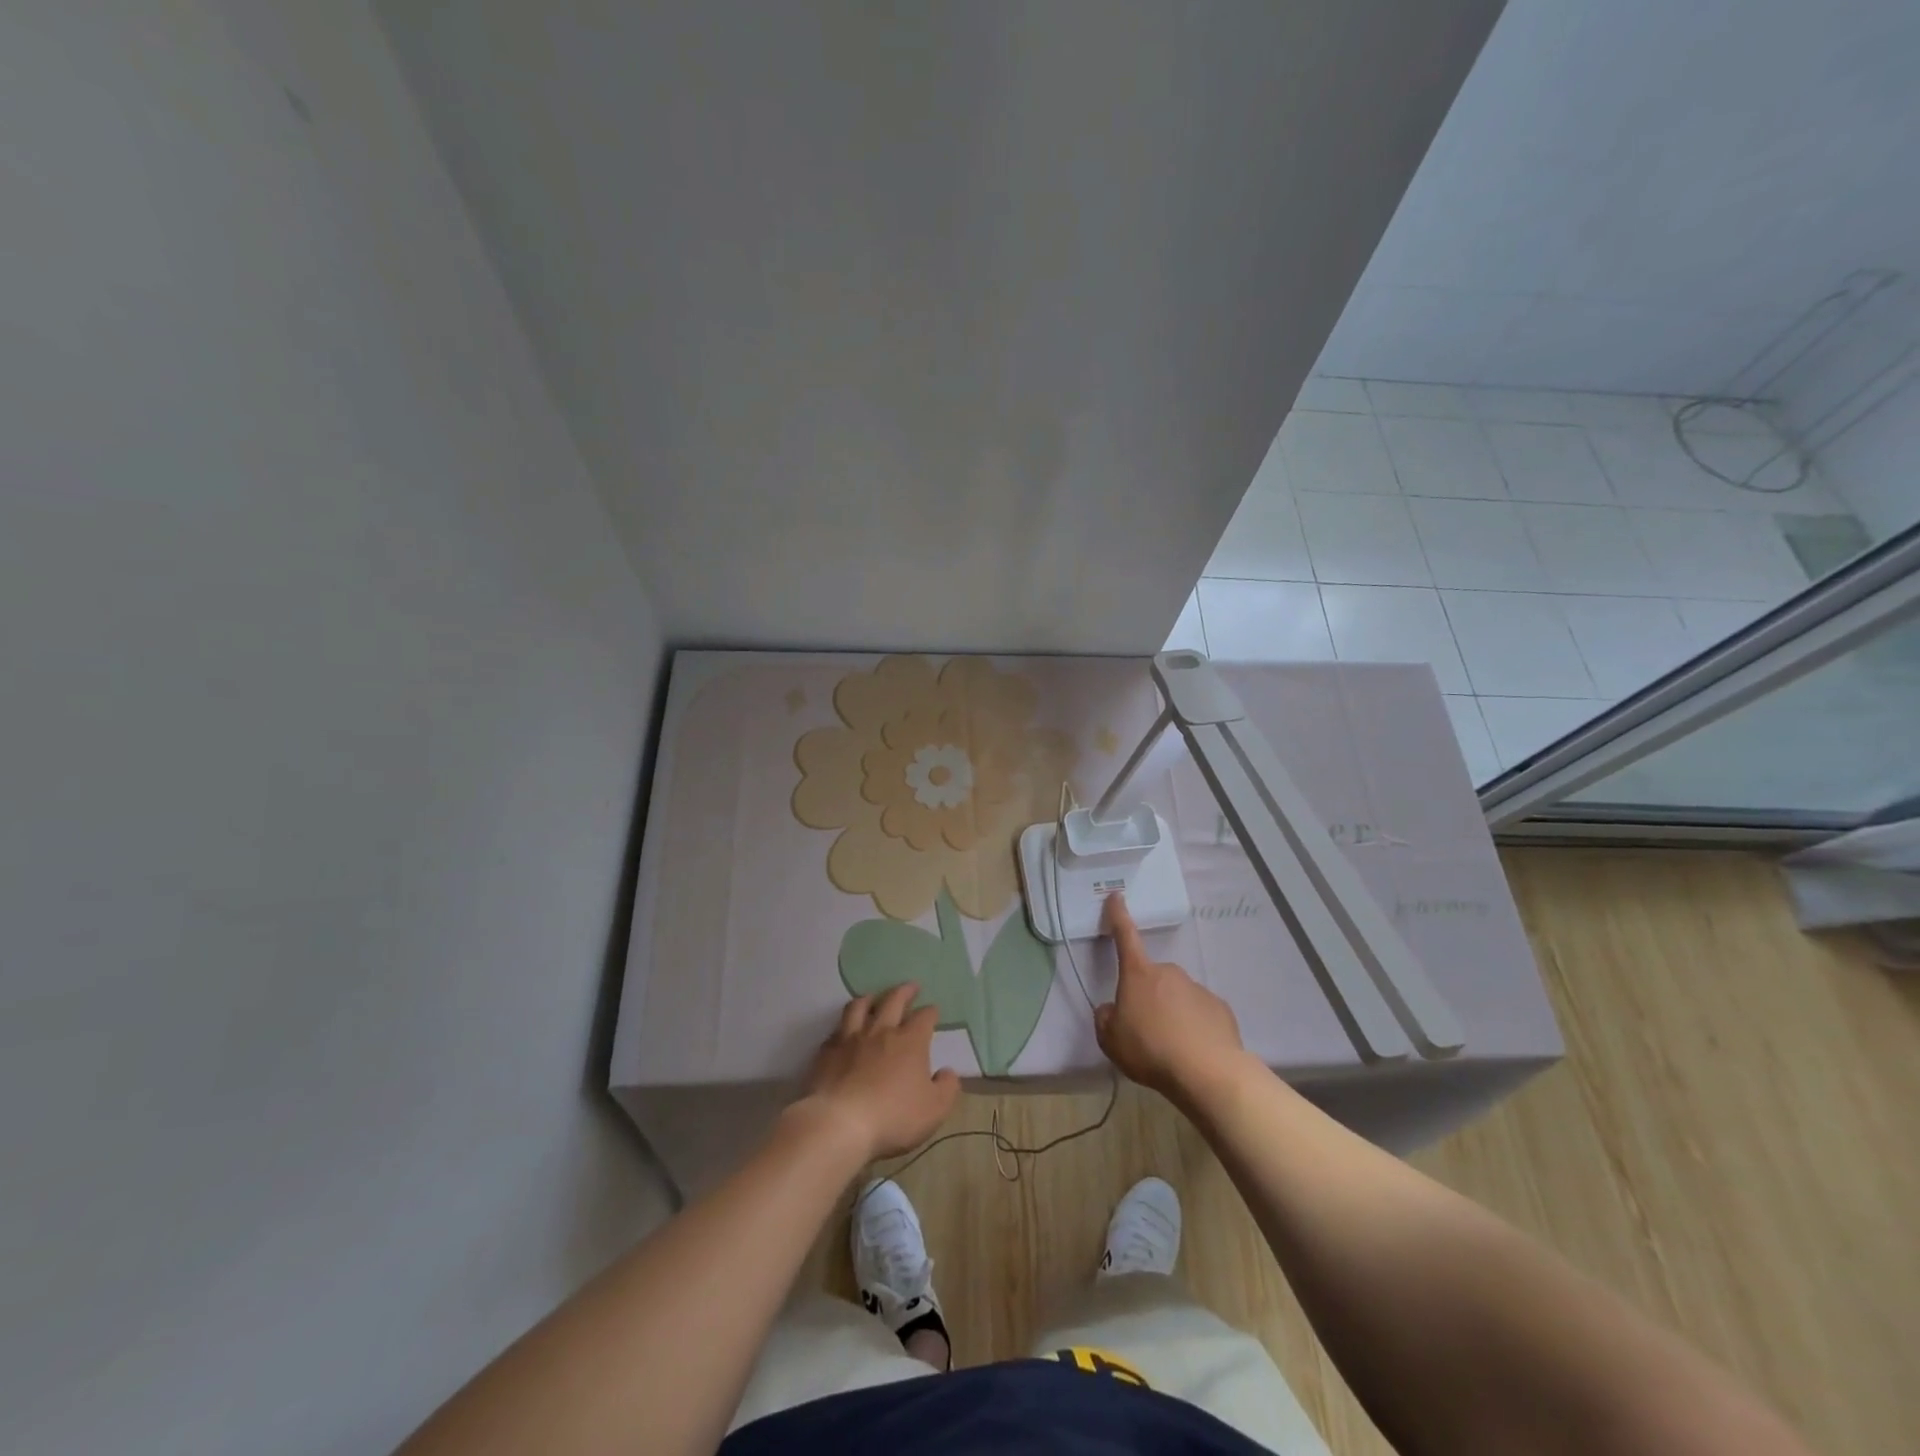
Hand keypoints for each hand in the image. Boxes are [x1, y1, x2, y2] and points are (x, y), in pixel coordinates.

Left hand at [798, 983, 960, 1161]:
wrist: (840, 1123)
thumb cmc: (893, 1116)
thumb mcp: (934, 1109)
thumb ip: (947, 1088)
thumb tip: (948, 1072)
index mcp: (910, 1041)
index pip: (924, 1017)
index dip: (931, 1012)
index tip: (934, 1010)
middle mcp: (881, 1031)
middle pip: (893, 1001)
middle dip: (905, 991)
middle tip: (911, 986)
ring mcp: (851, 1039)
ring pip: (860, 1007)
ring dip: (869, 999)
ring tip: (873, 997)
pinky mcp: (827, 1051)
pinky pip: (836, 1031)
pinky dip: (843, 1028)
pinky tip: (843, 1032)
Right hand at [1095, 894, 1245, 1101]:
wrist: (1207, 1072)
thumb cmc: (1150, 1049)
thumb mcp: (1110, 1040)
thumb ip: (1105, 1018)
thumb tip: (1111, 1010)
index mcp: (1138, 974)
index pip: (1125, 936)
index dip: (1119, 916)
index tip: (1117, 896)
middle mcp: (1169, 972)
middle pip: (1152, 979)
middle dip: (1147, 996)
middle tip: (1144, 1029)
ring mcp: (1197, 988)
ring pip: (1177, 996)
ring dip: (1171, 1013)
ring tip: (1171, 1047)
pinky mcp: (1219, 1008)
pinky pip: (1199, 1013)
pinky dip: (1194, 1026)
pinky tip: (1193, 1050)